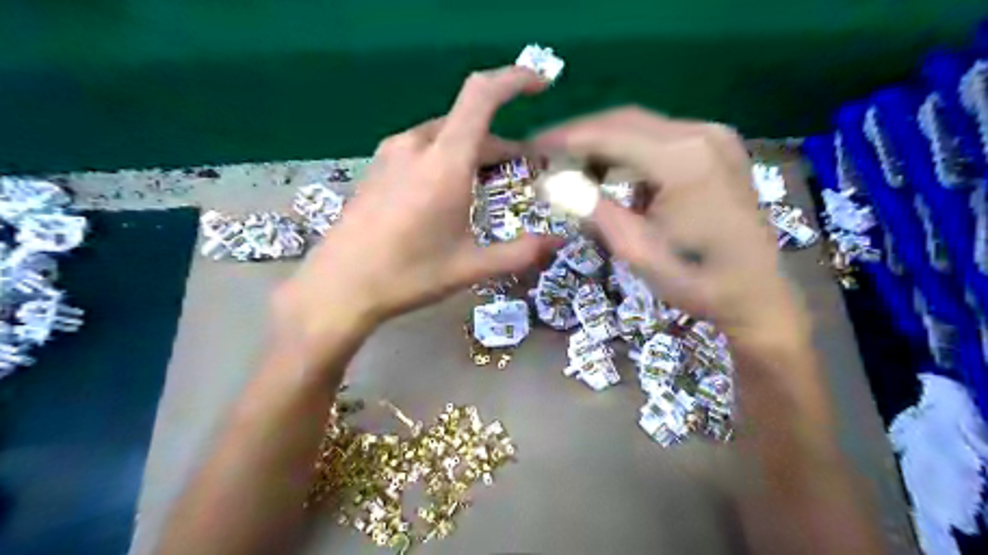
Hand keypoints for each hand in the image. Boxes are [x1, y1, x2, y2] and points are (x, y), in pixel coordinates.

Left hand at [274, 65, 558, 350]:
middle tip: (522, 170)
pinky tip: (447, 192)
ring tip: (487, 184)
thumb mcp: (470, 267)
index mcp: (444, 162)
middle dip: (501, 142)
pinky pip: (422, 148)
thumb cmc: (407, 276)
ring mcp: (391, 153)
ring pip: (445, 136)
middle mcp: (416, 145)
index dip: (515, 79)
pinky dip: (447, 158)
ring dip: (473, 151)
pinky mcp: (377, 167)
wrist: (338, 287)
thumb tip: (559, 241)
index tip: (541, 86)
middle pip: (468, 122)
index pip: (482, 95)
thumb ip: (520, 252)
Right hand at [532, 106, 810, 349]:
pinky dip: (630, 151)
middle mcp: (701, 134)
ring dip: (604, 143)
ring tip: (573, 167)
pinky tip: (612, 171)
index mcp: (682, 159)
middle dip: (581, 136)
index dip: (565, 138)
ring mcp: (716, 137)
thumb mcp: (635, 249)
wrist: (756, 293)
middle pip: (625, 121)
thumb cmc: (696, 280)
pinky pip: (662, 138)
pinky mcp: (719, 148)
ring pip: (642, 127)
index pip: (609, 133)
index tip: (533, 146)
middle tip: (548, 155)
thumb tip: (550, 182)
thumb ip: (592, 208)